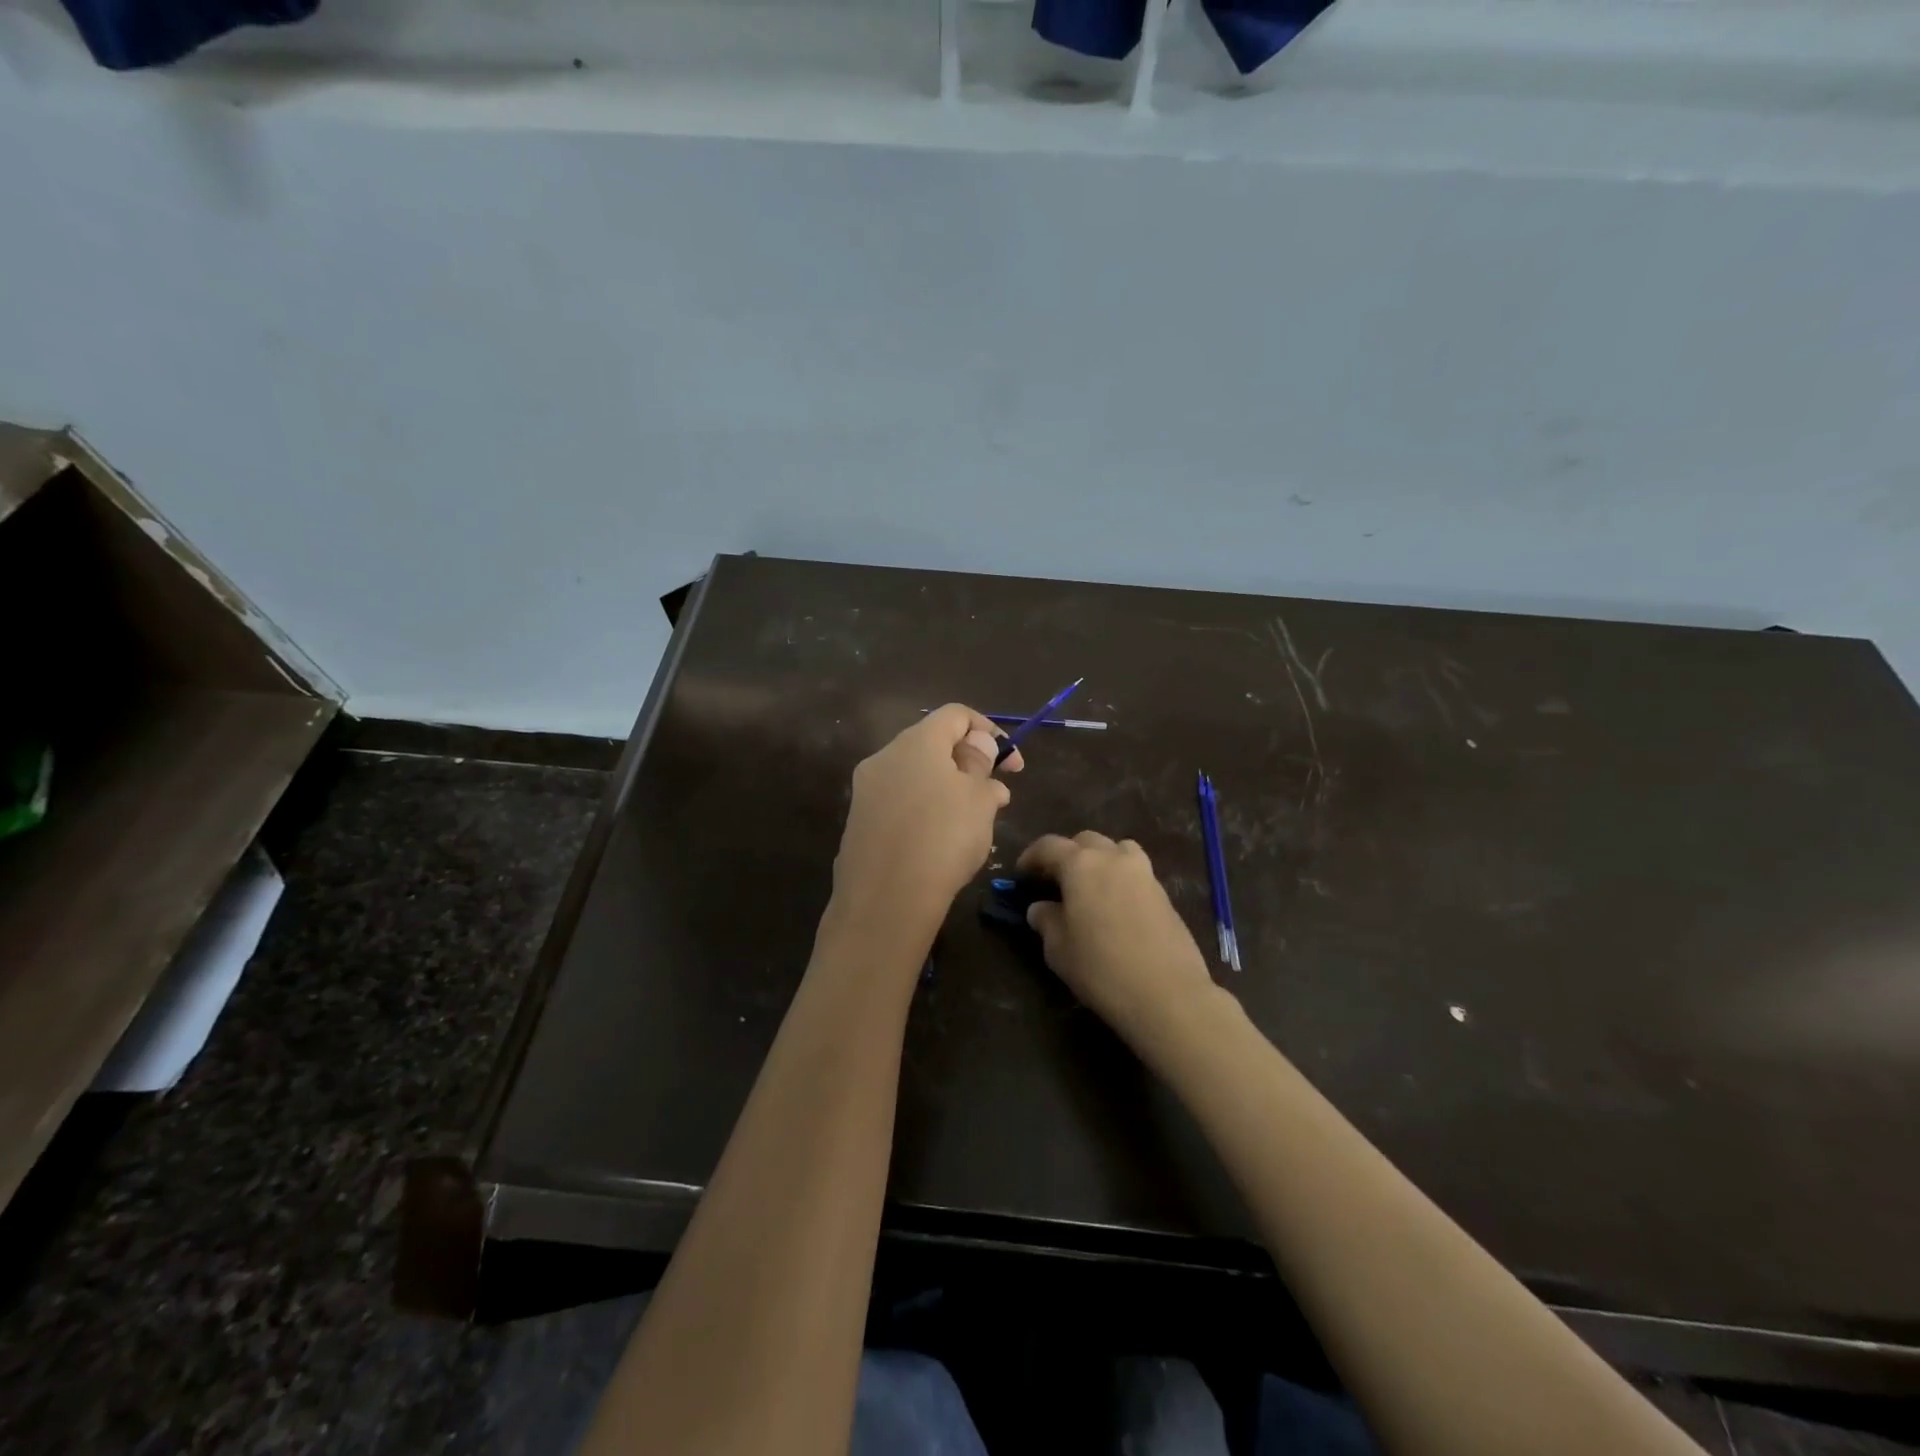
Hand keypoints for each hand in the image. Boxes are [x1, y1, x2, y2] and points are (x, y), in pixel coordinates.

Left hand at [830, 704, 1022, 944]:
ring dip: (948, 788)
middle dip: (968, 763)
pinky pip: (899, 803)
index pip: (955, 715)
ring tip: (973, 822)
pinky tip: (941, 842)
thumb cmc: (943, 838)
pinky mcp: (858, 822)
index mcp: (916, 742)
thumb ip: (981, 765)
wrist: (885, 901)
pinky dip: (924, 810)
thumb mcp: (979, 798)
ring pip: (916, 776)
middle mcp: (884, 757)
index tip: (1011, 763)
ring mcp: (866, 790)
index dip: (989, 730)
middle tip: (994, 794)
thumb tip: (978, 748)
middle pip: (933, 744)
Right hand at [1017, 832, 1217, 1046]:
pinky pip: (1136, 872)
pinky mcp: (1164, 893)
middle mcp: (1113, 858)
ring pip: (1117, 849)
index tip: (1021, 875)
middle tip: (1055, 881)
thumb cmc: (1101, 968)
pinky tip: (1115, 907)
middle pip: (1085, 841)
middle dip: (1067, 855)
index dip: (1031, 857)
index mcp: (1081, 864)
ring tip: (1090, 887)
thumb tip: (1041, 908)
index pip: (1049, 846)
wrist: (1167, 994)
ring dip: (1099, 859)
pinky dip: (1120, 878)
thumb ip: (1046, 921)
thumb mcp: (1059, 949)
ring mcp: (1143, 873)